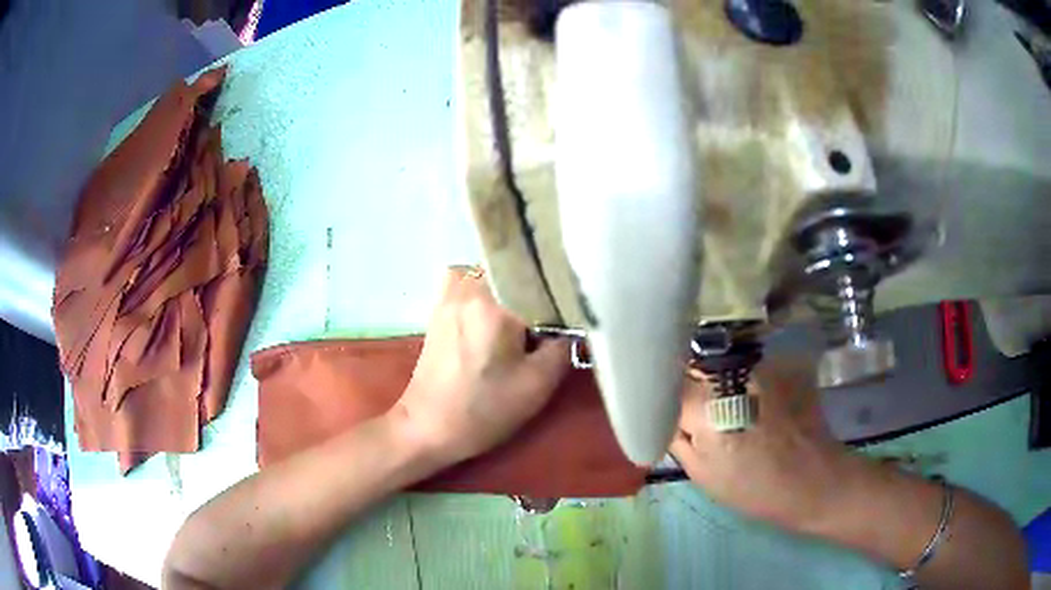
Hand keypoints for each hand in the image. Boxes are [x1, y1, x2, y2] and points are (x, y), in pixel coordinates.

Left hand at [394, 266, 570, 463]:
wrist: (428, 426)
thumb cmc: (484, 410)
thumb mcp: (537, 385)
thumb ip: (562, 348)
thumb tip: (571, 325)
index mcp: (495, 304)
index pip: (540, 277)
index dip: (561, 290)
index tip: (572, 309)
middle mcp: (469, 287)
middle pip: (514, 268)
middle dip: (536, 285)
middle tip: (549, 313)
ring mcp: (449, 294)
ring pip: (491, 270)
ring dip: (510, 285)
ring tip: (522, 312)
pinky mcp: (439, 306)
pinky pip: (469, 279)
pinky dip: (485, 287)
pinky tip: (493, 313)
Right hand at [670, 359, 861, 532]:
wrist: (813, 480)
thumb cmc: (753, 486)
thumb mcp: (701, 471)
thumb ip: (674, 434)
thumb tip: (660, 409)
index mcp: (705, 402)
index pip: (666, 376)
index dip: (659, 386)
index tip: (657, 398)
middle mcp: (733, 371)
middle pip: (695, 361)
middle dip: (688, 378)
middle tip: (693, 405)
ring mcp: (761, 363)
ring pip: (723, 360)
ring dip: (718, 376)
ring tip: (728, 403)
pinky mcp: (782, 363)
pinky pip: (750, 363)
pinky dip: (744, 377)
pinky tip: (755, 399)